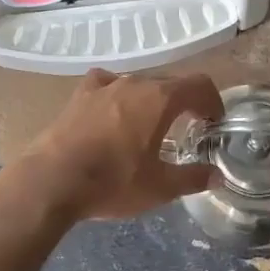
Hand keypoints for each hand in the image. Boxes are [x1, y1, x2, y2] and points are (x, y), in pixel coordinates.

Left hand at [22, 68, 222, 221]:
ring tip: (151, 125)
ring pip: (140, 84)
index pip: (199, 85)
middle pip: (171, 83)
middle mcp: (136, 83)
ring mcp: (106, 86)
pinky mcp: (81, 94)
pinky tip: (114, 109)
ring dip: (153, 100)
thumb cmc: (113, 181)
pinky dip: (118, 93)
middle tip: (188, 128)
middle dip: (185, 102)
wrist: (52, 180)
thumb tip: (217, 176)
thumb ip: (193, 178)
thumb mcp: (160, 187)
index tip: (214, 123)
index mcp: (161, 99)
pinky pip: (107, 84)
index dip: (213, 101)